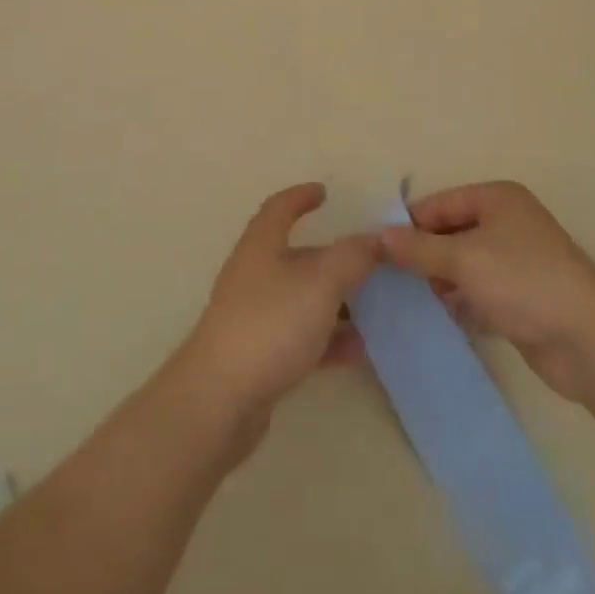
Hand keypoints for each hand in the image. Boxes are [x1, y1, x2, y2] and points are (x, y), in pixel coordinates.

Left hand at [175, 184, 380, 442]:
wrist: (219, 400)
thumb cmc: (270, 325)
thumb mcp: (320, 283)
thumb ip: (351, 257)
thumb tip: (373, 239)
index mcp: (262, 246)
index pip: (280, 208)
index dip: (301, 197)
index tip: (324, 192)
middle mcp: (255, 275)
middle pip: (297, 256)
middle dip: (332, 257)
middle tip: (370, 262)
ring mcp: (255, 317)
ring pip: (302, 299)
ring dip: (336, 301)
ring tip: (374, 309)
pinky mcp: (259, 356)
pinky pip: (301, 338)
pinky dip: (329, 339)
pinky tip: (358, 351)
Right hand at [379, 181, 594, 401]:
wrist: (588, 340)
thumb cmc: (522, 281)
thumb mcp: (463, 259)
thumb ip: (418, 248)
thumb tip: (378, 237)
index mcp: (496, 199)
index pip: (439, 204)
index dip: (409, 225)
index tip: (376, 251)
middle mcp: (506, 223)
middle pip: (450, 233)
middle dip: (423, 256)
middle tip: (389, 280)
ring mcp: (515, 262)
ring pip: (463, 266)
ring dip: (440, 282)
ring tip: (408, 302)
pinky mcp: (520, 299)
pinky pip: (478, 293)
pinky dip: (460, 303)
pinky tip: (439, 319)